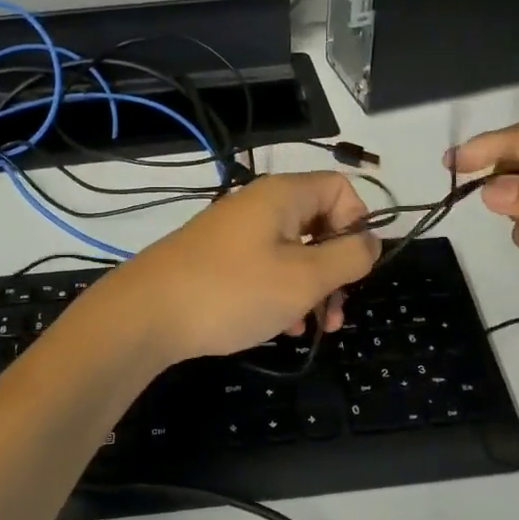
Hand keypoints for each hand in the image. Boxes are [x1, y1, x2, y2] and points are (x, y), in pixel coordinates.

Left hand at [96, 172, 379, 367]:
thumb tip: (371, 241)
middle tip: (335, 313)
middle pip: (319, 224)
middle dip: (336, 269)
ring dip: (311, 288)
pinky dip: (281, 293)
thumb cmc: (234, 291)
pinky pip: (266, 267)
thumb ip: (348, 257)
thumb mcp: (304, 278)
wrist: (146, 314)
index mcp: (284, 196)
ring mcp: (236, 231)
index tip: (356, 268)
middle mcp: (260, 204)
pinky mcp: (219, 258)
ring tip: (311, 329)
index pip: (341, 190)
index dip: (358, 225)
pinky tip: (280, 328)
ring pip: (294, 251)